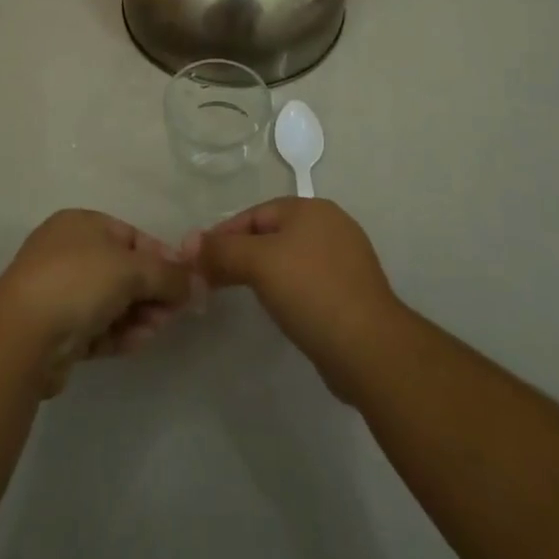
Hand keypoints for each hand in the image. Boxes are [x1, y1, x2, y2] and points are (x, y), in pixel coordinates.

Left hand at [0, 210, 193, 395]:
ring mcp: (59, 293)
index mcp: (81, 224)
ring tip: (155, 331)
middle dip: (151, 291)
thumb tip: (197, 282)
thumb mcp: (131, 269)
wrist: (22, 336)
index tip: (185, 281)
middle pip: (123, 271)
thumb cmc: (78, 281)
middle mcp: (68, 252)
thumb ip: (169, 275)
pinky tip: (137, 343)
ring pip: (111, 302)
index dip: (161, 257)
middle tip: (173, 313)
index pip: (131, 236)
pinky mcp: (56, 331)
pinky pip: (97, 328)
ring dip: (138, 315)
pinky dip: (118, 334)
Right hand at [195, 197, 406, 399]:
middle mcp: (331, 225)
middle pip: (272, 234)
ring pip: (291, 259)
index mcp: (311, 208)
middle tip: (214, 280)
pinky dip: (289, 291)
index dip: (223, 235)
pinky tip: (281, 311)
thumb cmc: (311, 292)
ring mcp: (346, 259)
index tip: (199, 260)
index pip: (255, 214)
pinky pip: (309, 283)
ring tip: (242, 296)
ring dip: (264, 274)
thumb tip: (188, 243)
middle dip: (242, 254)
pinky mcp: (353, 293)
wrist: (370, 349)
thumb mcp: (259, 264)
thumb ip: (222, 250)